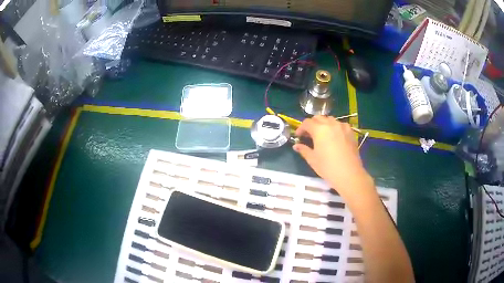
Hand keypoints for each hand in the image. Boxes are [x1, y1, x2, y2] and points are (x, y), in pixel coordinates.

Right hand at [293, 116, 372, 194]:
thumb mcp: (312, 159)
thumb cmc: (328, 167)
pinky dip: (334, 127)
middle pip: (318, 118)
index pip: (307, 123)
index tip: (298, 136)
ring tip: (322, 135)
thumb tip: (296, 146)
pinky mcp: (350, 132)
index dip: (301, 128)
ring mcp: (342, 127)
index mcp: (319, 129)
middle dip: (312, 124)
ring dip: (323, 124)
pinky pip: (340, 125)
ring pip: (330, 120)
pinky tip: (334, 137)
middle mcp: (331, 124)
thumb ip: (303, 150)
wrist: (349, 174)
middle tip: (309, 135)